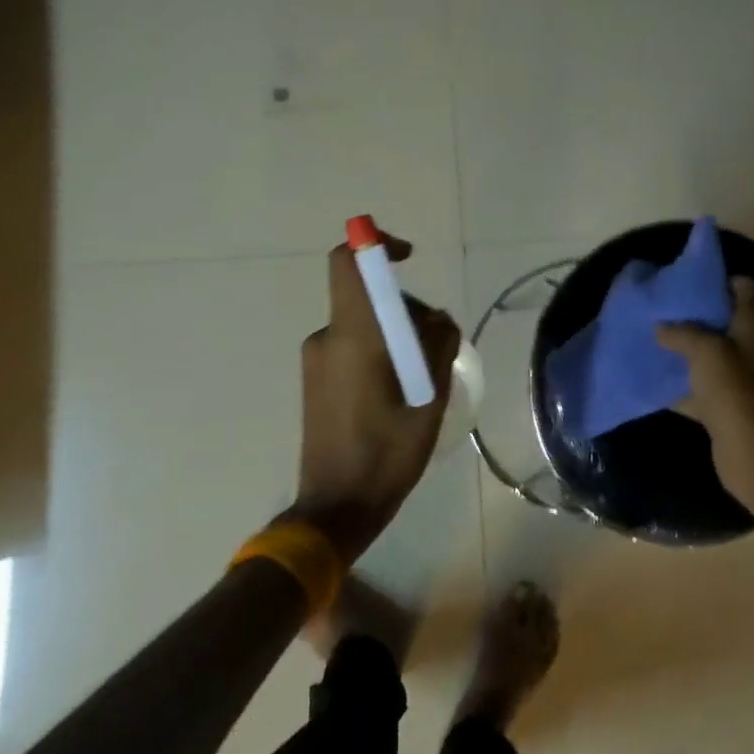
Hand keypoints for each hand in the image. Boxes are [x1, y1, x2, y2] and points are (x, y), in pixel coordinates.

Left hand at [288, 235, 460, 562]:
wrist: (335, 507)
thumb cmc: (387, 455)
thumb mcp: (431, 400)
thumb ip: (438, 346)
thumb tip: (437, 320)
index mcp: (354, 337)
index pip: (349, 264)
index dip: (376, 246)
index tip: (408, 258)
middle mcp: (328, 338)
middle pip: (370, 297)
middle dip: (408, 310)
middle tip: (436, 352)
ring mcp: (317, 359)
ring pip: (365, 323)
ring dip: (397, 336)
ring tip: (422, 382)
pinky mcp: (316, 378)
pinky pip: (353, 344)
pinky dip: (381, 352)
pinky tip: (401, 392)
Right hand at [655, 277, 753, 501]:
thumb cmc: (734, 390)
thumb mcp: (704, 350)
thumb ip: (682, 333)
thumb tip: (660, 326)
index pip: (747, 289)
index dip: (722, 280)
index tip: (691, 281)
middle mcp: (753, 348)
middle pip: (727, 322)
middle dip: (697, 315)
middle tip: (665, 310)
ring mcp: (742, 379)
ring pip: (712, 356)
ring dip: (687, 350)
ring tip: (655, 340)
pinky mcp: (728, 407)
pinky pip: (702, 388)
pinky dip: (682, 386)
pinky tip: (656, 382)